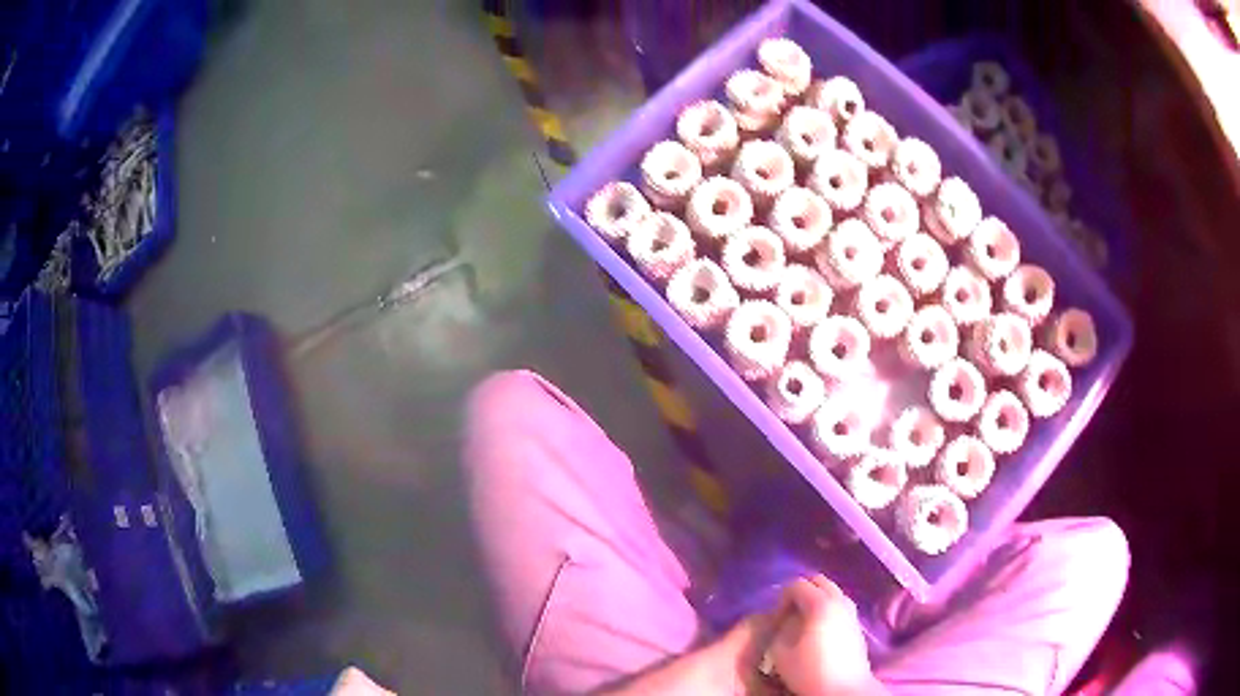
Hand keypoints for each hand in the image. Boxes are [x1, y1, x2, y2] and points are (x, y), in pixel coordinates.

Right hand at [768, 575, 883, 695]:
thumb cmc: (810, 671)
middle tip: (788, 614)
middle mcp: (839, 600)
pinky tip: (818, 630)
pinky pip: (839, 605)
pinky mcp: (857, 623)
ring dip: (815, 599)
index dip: (781, 598)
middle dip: (800, 592)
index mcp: (820, 604)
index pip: (796, 584)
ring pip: (831, 592)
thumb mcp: (781, 652)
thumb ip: (779, 628)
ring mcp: (852, 611)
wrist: (844, 689)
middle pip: (818, 581)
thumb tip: (785, 619)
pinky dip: (826, 609)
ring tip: (802, 622)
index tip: (775, 618)